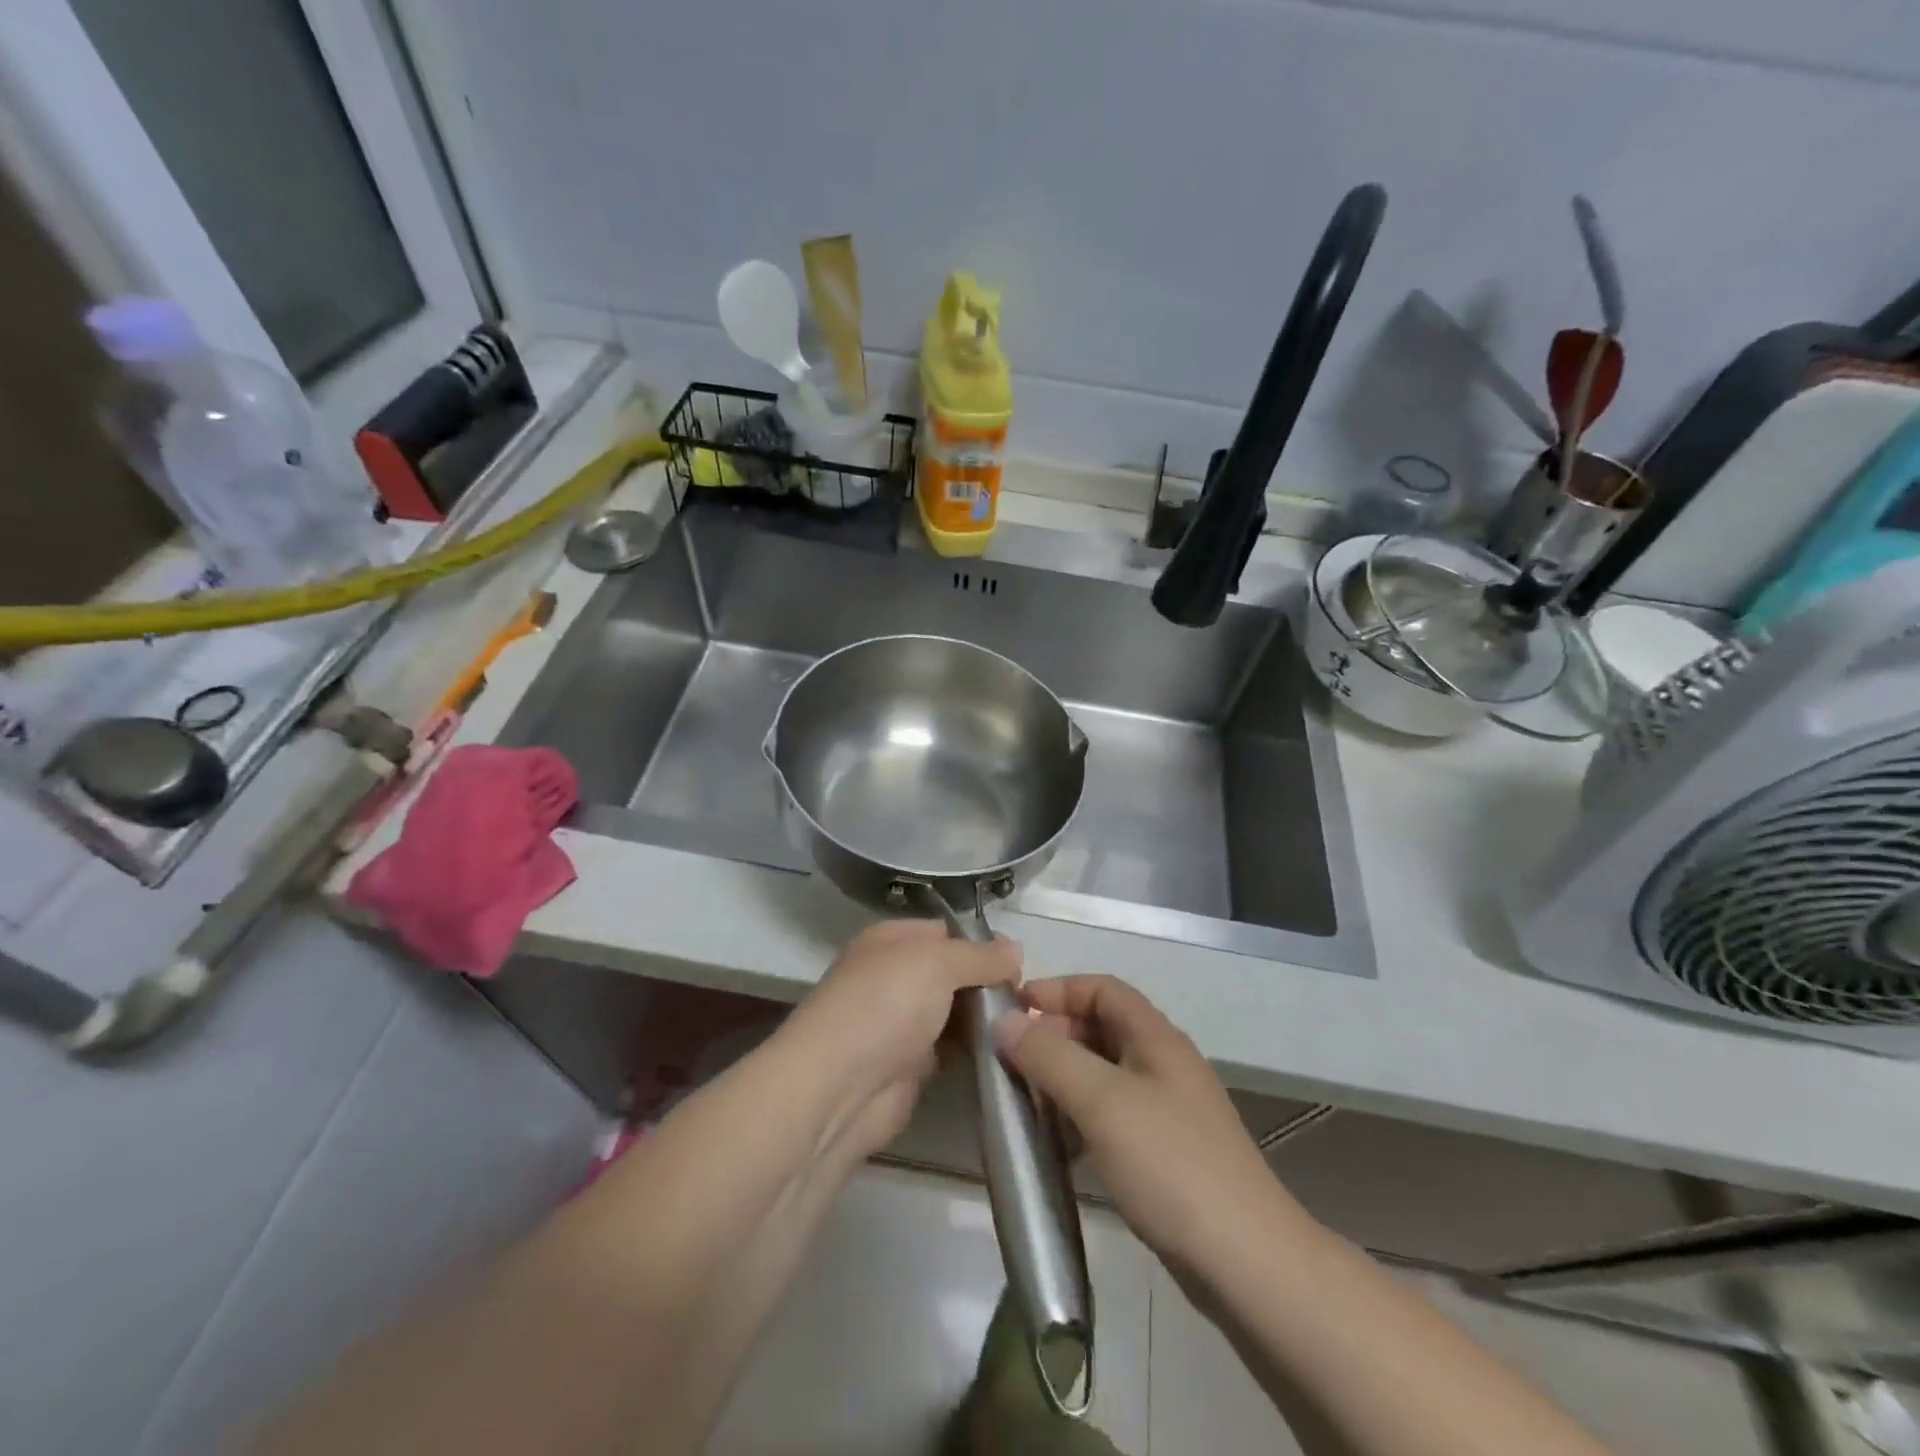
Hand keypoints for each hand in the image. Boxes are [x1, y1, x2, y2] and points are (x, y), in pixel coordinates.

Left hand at [780, 920, 1020, 1165]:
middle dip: (988, 983)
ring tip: (1024, 1026)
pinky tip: (1005, 1051)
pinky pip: (951, 1048)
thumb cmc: (886, 1005)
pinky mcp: (910, 1065)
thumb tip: (1015, 950)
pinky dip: (974, 1050)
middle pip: (953, 972)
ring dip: (985, 1019)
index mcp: (891, 940)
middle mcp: (894, 976)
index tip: (1019, 965)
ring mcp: (901, 1022)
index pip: (946, 932)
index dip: (982, 945)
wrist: (839, 1088)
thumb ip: (980, 955)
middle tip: (1027, 1000)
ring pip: (954, 1011)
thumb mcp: (938, 962)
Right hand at [996, 976, 1282, 1269]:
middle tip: (1010, 1062)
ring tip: (1025, 1103)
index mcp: (1156, 1038)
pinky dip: (1080, 1119)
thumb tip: (1005, 1020)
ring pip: (1103, 1075)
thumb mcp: (1102, 1101)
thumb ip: (1049, 1055)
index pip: (1102, 988)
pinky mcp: (1164, 1153)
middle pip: (1101, 1028)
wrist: (1248, 1262)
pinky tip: (1058, 1146)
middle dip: (1054, 1036)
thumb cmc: (1170, 1164)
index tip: (1012, 1011)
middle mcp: (1163, 1064)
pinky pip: (1111, 1116)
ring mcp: (1167, 1110)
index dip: (1057, 990)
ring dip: (1063, 1080)